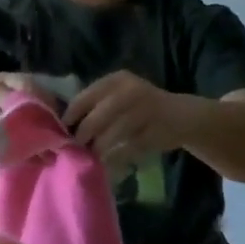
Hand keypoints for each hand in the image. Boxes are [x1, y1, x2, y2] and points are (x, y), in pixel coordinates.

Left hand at [63, 70, 185, 169]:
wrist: (181, 116)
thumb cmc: (140, 107)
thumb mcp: (119, 95)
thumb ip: (96, 104)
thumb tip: (64, 123)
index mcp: (117, 80)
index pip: (85, 97)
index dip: (71, 115)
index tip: (62, 129)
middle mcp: (130, 92)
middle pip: (97, 118)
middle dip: (83, 135)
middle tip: (77, 146)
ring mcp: (144, 112)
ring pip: (111, 135)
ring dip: (98, 148)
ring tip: (91, 155)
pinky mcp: (153, 133)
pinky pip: (126, 149)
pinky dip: (114, 158)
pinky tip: (108, 163)